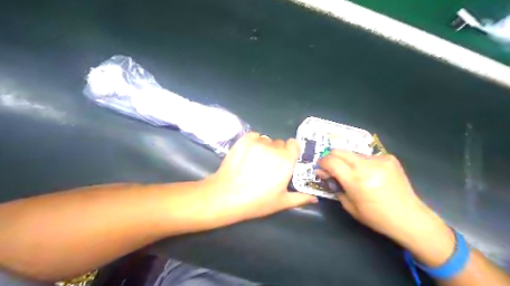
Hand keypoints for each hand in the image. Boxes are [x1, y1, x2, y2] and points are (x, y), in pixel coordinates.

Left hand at [202, 133, 316, 223]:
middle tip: (269, 166)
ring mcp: (258, 142)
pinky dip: (253, 142)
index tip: (286, 160)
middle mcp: (274, 148)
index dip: (291, 151)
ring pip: (266, 140)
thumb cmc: (256, 201)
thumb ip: (300, 198)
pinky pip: (254, 136)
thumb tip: (315, 198)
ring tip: (256, 161)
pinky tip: (248, 154)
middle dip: (277, 152)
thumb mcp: (281, 202)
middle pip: (280, 143)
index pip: (294, 144)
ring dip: (265, 147)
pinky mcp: (244, 140)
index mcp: (286, 161)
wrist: (226, 196)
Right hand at [317, 151, 438, 244]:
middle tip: (332, 168)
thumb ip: (334, 186)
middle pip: (340, 151)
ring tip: (355, 174)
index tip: (321, 167)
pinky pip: (368, 156)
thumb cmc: (376, 217)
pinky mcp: (389, 158)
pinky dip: (363, 163)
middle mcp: (367, 166)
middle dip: (332, 157)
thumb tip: (322, 173)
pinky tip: (371, 174)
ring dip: (349, 161)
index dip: (322, 162)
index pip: (331, 161)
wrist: (409, 217)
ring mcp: (379, 160)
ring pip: (353, 154)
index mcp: (356, 180)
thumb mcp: (349, 205)